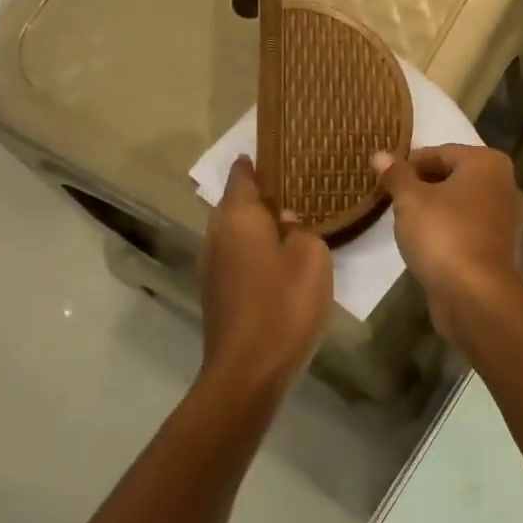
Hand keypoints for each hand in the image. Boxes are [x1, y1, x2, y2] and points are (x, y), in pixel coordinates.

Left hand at [198, 156, 332, 398]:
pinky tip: (277, 261)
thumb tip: (287, 223)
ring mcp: (211, 266)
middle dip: (260, 196)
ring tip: (290, 224)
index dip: (256, 163)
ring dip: (256, 227)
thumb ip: (301, 230)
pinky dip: (253, 252)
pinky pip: (236, 258)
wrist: (249, 369)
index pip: (242, 176)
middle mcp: (217, 235)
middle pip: (235, 205)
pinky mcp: (216, 293)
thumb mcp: (311, 257)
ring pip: (234, 233)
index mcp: (238, 217)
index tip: (274, 153)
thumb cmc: (284, 303)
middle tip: (294, 190)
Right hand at [373, 145, 522, 337]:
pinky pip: (469, 232)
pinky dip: (450, 234)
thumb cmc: (443, 234)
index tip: (386, 179)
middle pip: (455, 178)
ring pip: (463, 207)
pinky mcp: (502, 251)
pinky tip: (427, 247)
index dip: (410, 164)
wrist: (476, 294)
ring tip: (406, 224)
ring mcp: (508, 221)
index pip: (441, 152)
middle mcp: (506, 186)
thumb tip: (381, 155)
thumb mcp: (410, 199)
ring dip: (437, 212)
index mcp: (488, 164)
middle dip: (424, 187)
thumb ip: (396, 175)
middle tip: (394, 200)